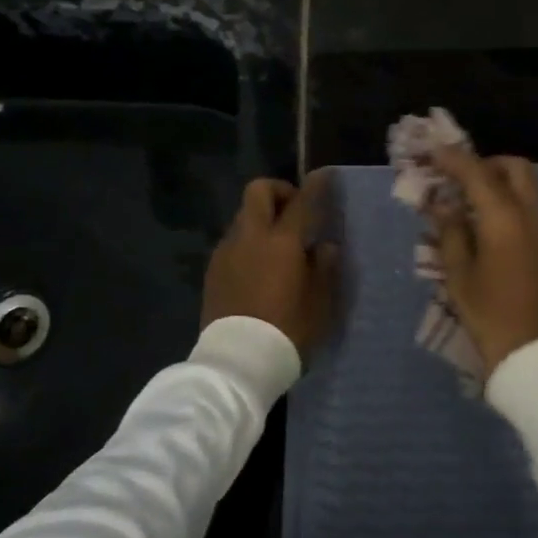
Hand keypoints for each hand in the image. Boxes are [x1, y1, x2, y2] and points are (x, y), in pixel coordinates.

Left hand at [201, 176, 339, 359]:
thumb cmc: (288, 330)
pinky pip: (233, 242)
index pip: (302, 201)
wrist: (237, 362)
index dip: (316, 185)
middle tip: (295, 211)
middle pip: (258, 192)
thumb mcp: (320, 303)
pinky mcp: (213, 270)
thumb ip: (324, 268)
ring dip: (262, 219)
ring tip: (278, 246)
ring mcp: (226, 252)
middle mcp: (250, 237)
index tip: (324, 176)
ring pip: (243, 216)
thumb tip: (324, 246)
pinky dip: (249, 242)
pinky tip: (259, 268)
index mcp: (281, 241)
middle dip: (278, 191)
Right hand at [430, 148, 537, 374]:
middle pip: (516, 167)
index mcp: (505, 217)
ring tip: (477, 206)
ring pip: (532, 187)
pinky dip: (518, 204)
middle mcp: (535, 213)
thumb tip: (445, 206)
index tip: (434, 153)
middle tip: (463, 179)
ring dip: (505, 184)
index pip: (476, 172)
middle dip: (488, 164)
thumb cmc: (493, 317)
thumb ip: (452, 233)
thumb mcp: (460, 277)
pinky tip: (499, 230)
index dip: (453, 158)